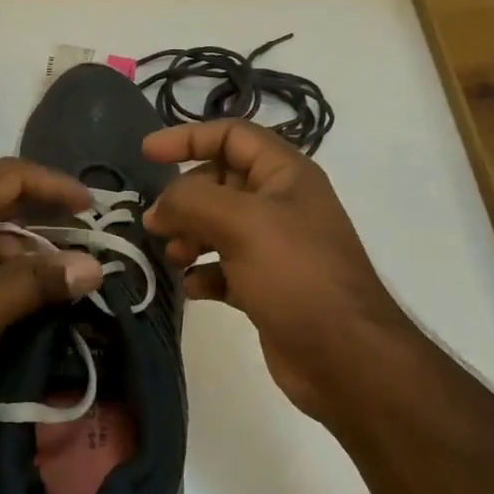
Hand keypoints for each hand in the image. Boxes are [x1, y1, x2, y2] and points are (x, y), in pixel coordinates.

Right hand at [142, 121, 414, 420]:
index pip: (232, 135)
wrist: (345, 357)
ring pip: (218, 226)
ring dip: (190, 236)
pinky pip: (224, 267)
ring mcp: (275, 247)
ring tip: (175, 258)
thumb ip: (191, 201)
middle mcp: (281, 204)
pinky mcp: (267, 286)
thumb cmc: (296, 275)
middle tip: (157, 223)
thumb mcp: (242, 224)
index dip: (188, 137)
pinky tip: (193, 288)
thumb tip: (158, 209)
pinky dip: (204, 273)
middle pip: (220, 182)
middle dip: (185, 198)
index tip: (147, 154)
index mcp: (286, 174)